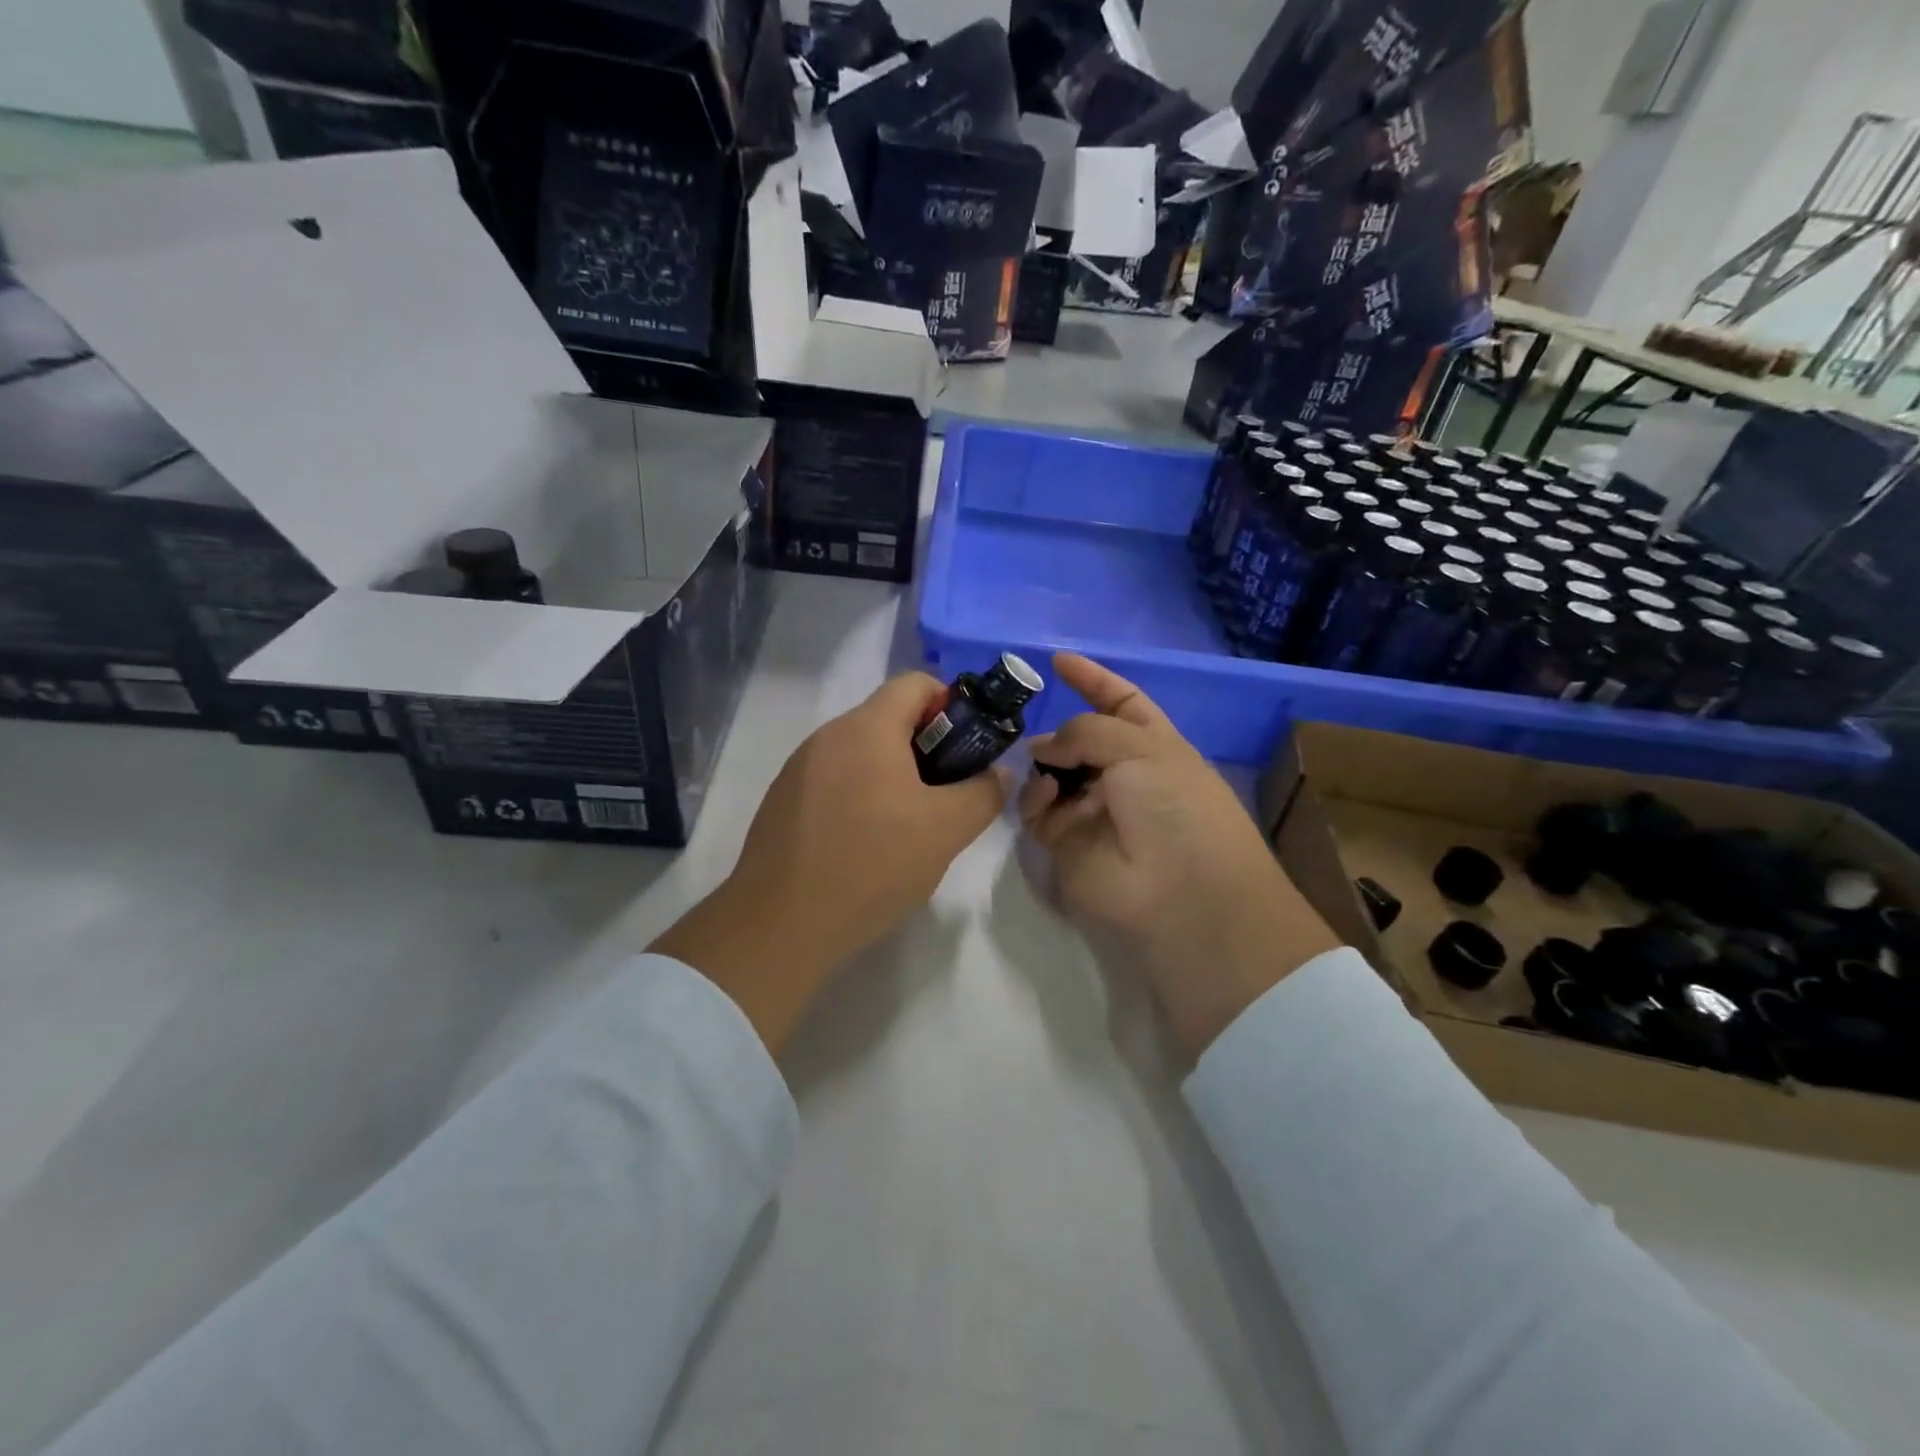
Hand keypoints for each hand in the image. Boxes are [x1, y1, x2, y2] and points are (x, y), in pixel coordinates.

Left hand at [653, 672, 1008, 1052]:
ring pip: (860, 753)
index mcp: (867, 727)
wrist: (781, 923)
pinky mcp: (781, 801)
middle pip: (888, 719)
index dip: (951, 705)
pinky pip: (833, 781)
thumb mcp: (947, 830)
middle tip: (945, 796)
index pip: (916, 683)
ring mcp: (798, 768)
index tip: (966, 750)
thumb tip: (997, 773)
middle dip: (926, 748)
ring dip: (893, 776)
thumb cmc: (873, 864)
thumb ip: (983, 793)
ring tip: (907, 828)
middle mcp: (827, 735)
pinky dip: (859, 796)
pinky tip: (864, 845)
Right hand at [1020, 653, 1340, 1055]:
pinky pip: (1038, 810)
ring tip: (1044, 769)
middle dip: (1056, 730)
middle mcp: (1122, 775)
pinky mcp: (1066, 844)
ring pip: (1051, 774)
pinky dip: (1036, 799)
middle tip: (1026, 721)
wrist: (1179, 892)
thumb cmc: (1175, 805)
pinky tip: (1045, 798)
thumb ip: (1084, 731)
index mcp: (1153, 745)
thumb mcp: (1141, 746)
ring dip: (1044, 764)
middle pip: (1078, 740)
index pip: (1120, 702)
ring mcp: (1093, 810)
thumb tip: (1043, 748)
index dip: (1093, 680)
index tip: (1058, 661)